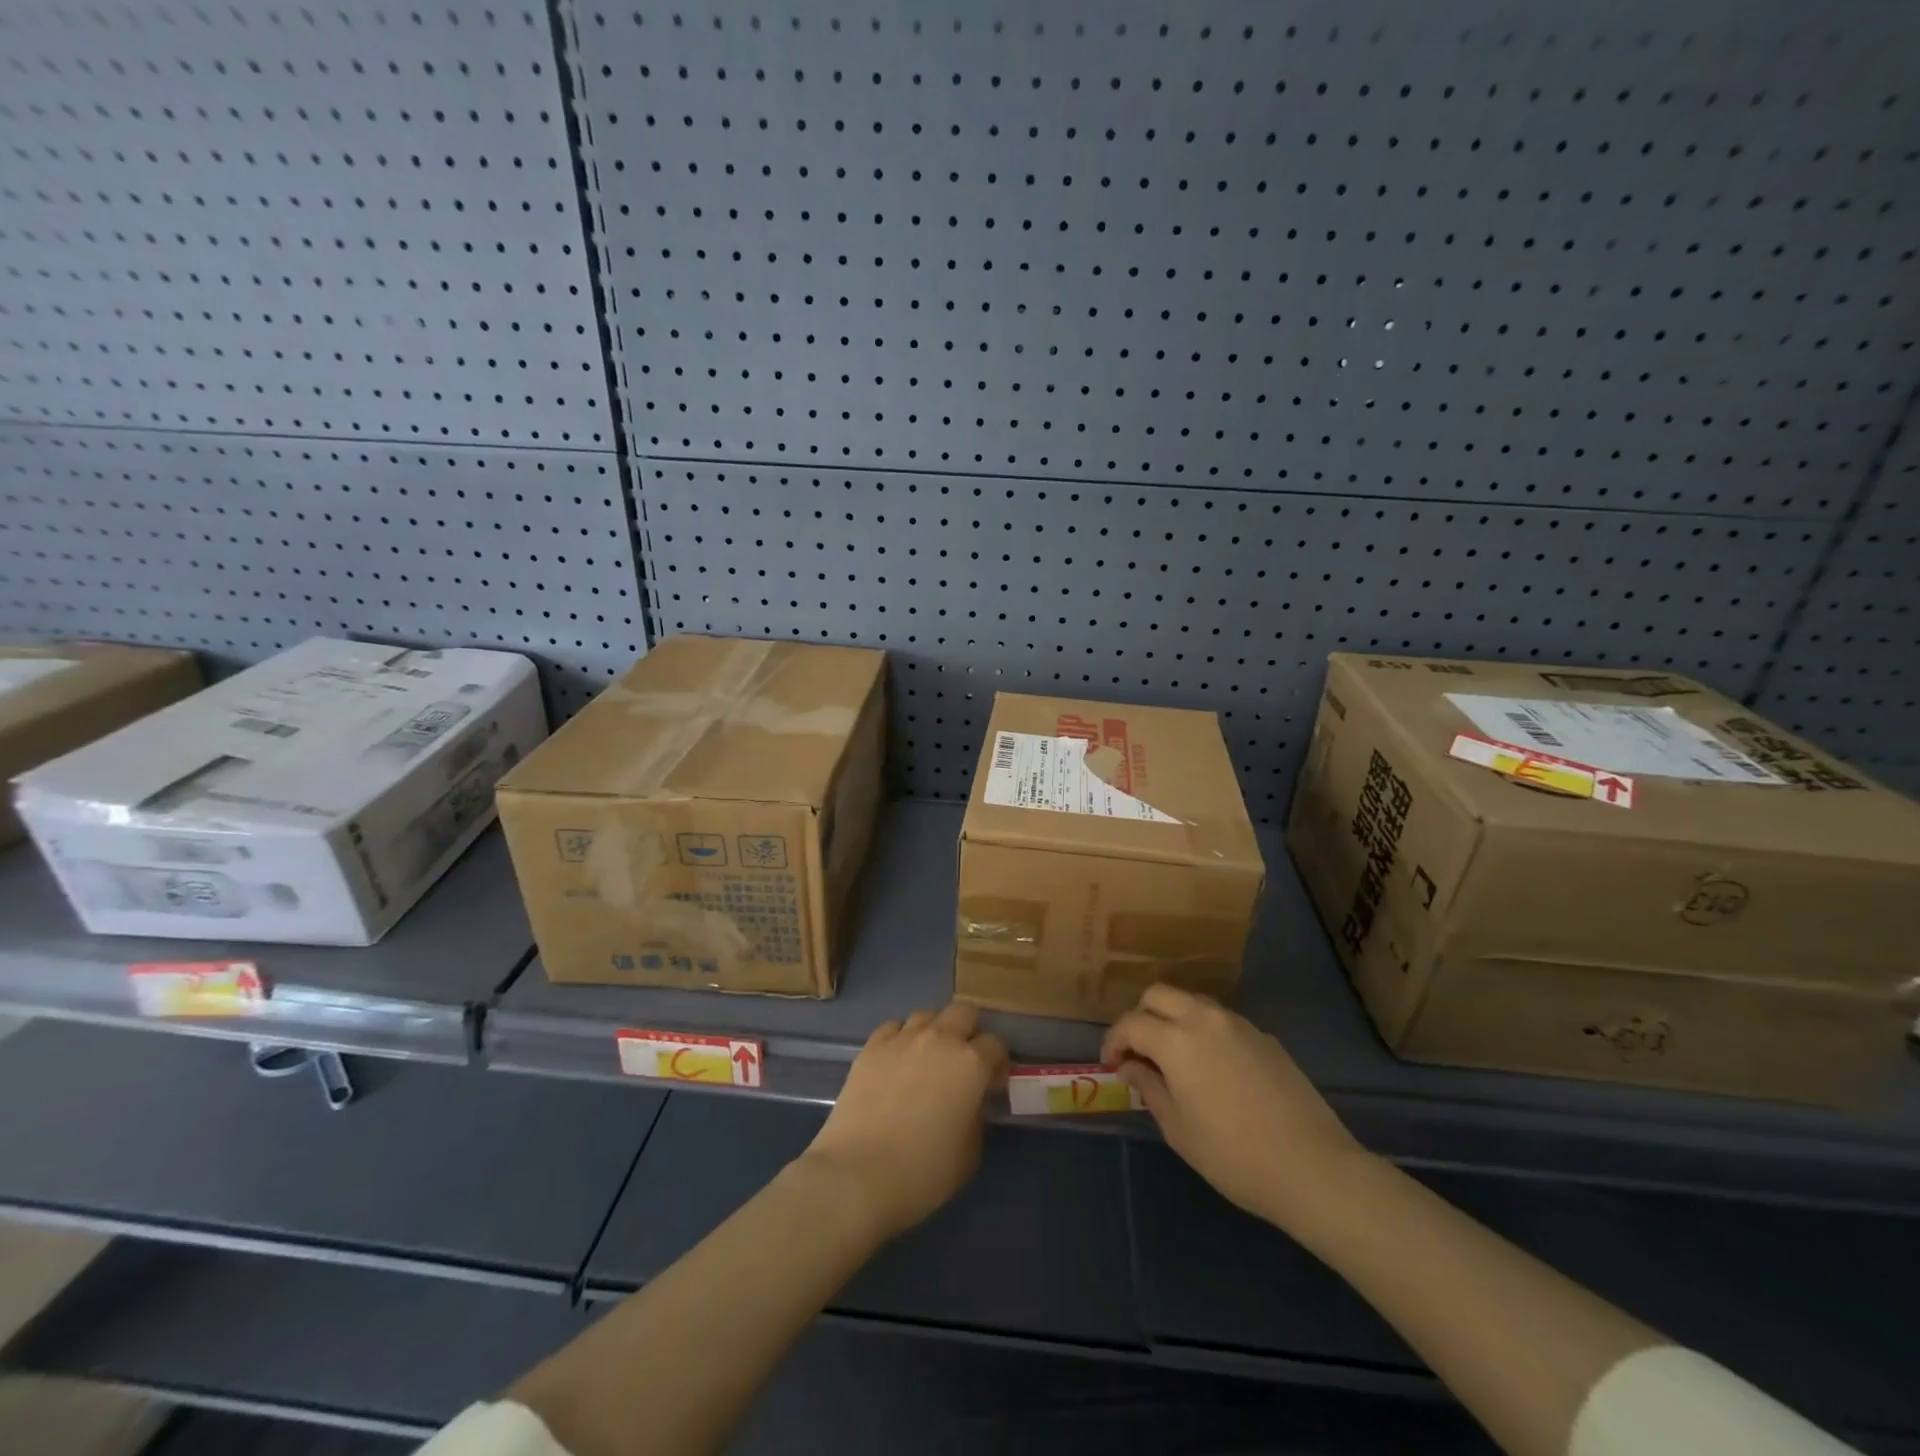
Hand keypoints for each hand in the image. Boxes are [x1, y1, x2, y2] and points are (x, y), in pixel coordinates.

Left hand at [800, 1002, 1008, 1240]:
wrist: (858, 1174)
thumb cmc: (923, 1172)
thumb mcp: (970, 1153)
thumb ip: (977, 1117)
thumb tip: (972, 1102)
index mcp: (971, 1064)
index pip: (996, 1045)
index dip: (997, 1064)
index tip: (991, 1086)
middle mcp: (940, 1039)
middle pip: (963, 1012)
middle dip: (969, 1031)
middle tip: (963, 1062)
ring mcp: (902, 1038)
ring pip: (927, 1015)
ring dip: (933, 1031)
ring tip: (926, 1059)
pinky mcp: (871, 1046)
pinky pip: (893, 1027)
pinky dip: (900, 1038)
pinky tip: (896, 1061)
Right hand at [1102, 985, 1368, 1234]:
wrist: (1313, 1168)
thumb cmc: (1234, 1155)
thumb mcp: (1178, 1128)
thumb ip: (1148, 1087)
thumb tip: (1130, 1066)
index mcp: (1176, 1039)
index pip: (1131, 1023)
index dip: (1113, 1041)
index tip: (1110, 1065)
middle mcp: (1204, 1018)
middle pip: (1159, 994)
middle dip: (1140, 1017)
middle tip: (1138, 1052)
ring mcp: (1238, 1024)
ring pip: (1192, 1002)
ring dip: (1172, 1019)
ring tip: (1172, 1058)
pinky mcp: (1264, 1037)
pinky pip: (1221, 1021)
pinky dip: (1203, 1031)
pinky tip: (1211, 1068)